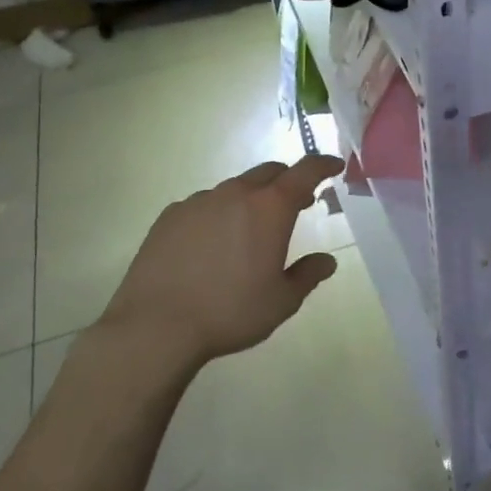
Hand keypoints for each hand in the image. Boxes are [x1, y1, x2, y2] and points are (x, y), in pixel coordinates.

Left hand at [96, 155, 344, 366]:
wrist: (156, 326)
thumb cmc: (230, 311)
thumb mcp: (282, 301)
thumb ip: (308, 275)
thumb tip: (326, 261)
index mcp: (270, 208)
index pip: (305, 172)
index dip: (323, 164)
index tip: (334, 165)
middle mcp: (235, 194)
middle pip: (269, 173)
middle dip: (288, 182)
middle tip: (298, 203)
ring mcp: (198, 201)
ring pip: (234, 188)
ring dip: (251, 199)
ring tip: (250, 230)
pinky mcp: (169, 216)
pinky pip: (203, 205)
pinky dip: (218, 213)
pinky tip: (211, 244)